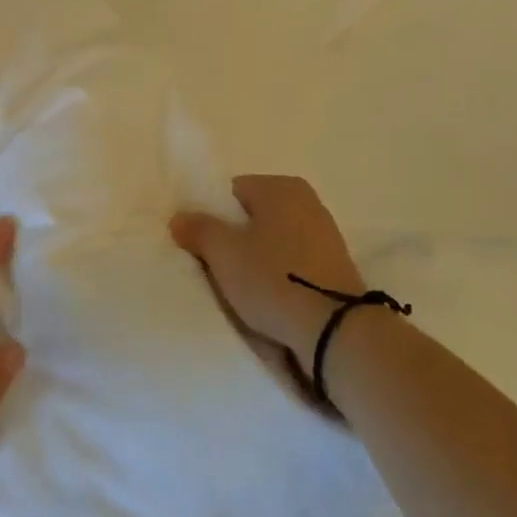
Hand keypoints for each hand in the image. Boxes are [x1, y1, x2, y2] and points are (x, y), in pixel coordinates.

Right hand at [170, 176, 366, 358]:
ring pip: (276, 239)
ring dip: (260, 257)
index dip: (214, 217)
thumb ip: (199, 230)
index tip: (206, 246)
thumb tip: (180, 217)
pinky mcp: (336, 264)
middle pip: (255, 215)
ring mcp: (326, 232)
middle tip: (222, 267)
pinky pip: (295, 260)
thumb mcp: (224, 254)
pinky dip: (282, 273)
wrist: (336, 329)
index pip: (232, 192)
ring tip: (247, 287)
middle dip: (238, 237)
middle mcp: (307, 200)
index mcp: (281, 186)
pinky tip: (273, 296)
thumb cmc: (274, 279)